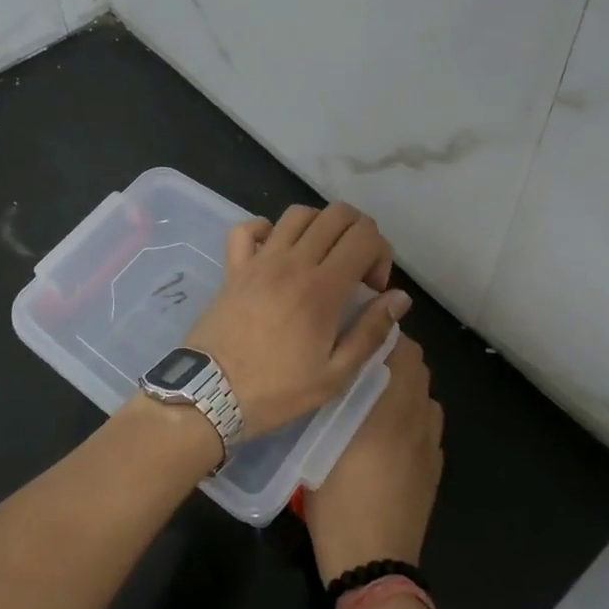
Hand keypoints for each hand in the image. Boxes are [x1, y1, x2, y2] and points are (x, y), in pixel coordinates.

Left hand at [185, 202, 410, 436]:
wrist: (209, 394)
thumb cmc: (276, 390)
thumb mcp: (335, 375)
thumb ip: (370, 331)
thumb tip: (399, 297)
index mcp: (322, 288)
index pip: (364, 236)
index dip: (380, 253)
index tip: (373, 288)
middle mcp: (293, 262)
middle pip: (337, 214)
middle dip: (358, 233)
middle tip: (355, 270)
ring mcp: (259, 260)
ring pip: (298, 214)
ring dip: (320, 227)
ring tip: (321, 259)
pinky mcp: (233, 266)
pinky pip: (247, 228)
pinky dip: (266, 229)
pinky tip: (275, 252)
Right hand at [304, 334, 443, 583]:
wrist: (373, 563)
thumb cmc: (336, 502)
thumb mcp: (319, 446)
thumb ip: (332, 404)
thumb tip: (338, 375)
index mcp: (389, 409)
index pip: (403, 350)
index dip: (384, 336)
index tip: (358, 336)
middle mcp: (416, 419)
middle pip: (418, 367)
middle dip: (394, 357)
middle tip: (361, 363)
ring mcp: (430, 445)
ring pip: (425, 395)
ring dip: (406, 386)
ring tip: (375, 397)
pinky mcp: (435, 467)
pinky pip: (429, 424)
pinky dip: (414, 415)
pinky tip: (389, 434)